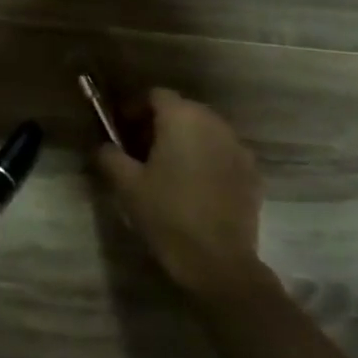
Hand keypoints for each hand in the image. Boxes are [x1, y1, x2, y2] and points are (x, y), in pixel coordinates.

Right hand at [95, 88, 268, 303]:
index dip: (134, 108)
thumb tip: (105, 146)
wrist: (218, 262)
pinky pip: (222, 153)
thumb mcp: (126, 184)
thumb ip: (110, 156)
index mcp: (182, 118)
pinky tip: (193, 186)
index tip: (121, 130)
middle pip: (182, 110)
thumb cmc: (166, 215)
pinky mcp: (252, 173)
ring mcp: (238, 148)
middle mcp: (214, 124)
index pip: (156, 95)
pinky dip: (205, 159)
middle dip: (159, 124)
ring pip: (205, 131)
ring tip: (166, 169)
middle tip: (139, 150)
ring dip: (184, 141)